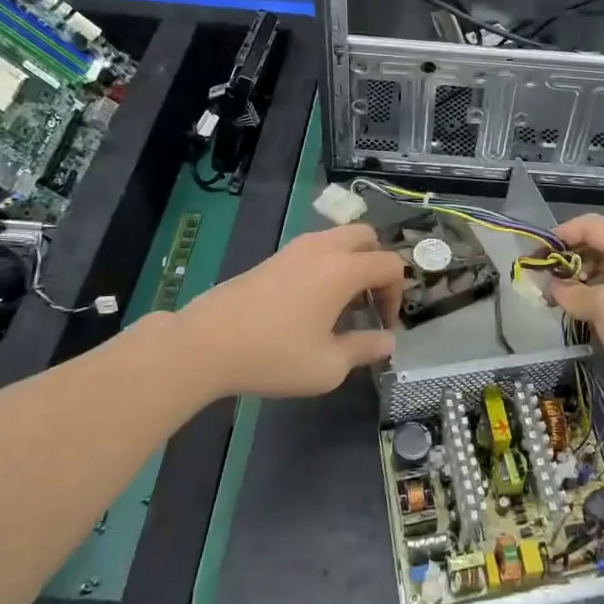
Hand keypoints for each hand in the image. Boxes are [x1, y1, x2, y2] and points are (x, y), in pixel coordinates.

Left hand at [169, 224, 402, 399]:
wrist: (206, 343)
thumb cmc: (274, 354)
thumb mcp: (328, 365)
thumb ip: (364, 349)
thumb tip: (388, 341)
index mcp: (344, 268)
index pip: (390, 263)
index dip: (397, 293)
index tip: (384, 324)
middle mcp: (323, 248)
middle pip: (367, 237)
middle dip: (377, 266)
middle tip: (369, 303)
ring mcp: (295, 249)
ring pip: (338, 239)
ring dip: (351, 264)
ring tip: (341, 305)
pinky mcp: (274, 258)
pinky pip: (315, 249)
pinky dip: (327, 266)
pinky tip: (312, 304)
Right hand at [548, 214, 603, 434]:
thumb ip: (574, 292)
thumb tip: (554, 287)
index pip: (591, 225)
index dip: (560, 235)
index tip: (534, 255)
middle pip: (600, 248)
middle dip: (569, 260)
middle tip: (542, 282)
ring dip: (581, 284)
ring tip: (556, 303)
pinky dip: (596, 303)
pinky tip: (581, 320)